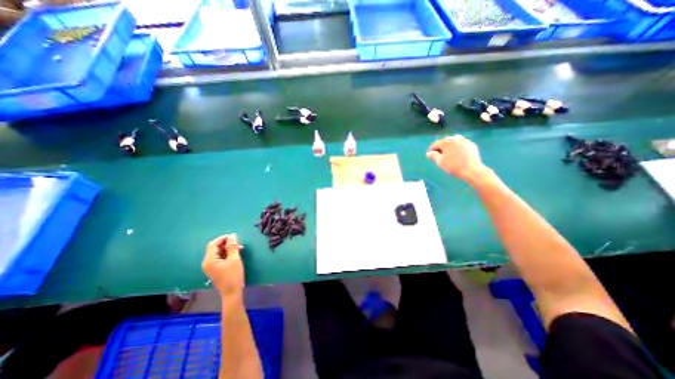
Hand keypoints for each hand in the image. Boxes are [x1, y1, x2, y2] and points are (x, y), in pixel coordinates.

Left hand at [203, 235, 245, 297]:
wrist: (232, 293)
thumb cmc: (233, 276)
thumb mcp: (234, 259)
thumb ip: (232, 246)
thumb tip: (232, 235)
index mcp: (209, 260)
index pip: (213, 244)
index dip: (223, 238)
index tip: (235, 236)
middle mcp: (207, 262)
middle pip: (214, 247)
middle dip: (226, 243)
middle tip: (238, 243)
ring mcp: (210, 267)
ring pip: (217, 252)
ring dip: (227, 248)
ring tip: (239, 248)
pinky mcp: (214, 269)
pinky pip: (219, 257)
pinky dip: (226, 254)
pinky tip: (235, 254)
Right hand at [426, 134, 490, 184]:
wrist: (471, 170)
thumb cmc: (453, 166)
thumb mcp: (440, 162)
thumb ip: (433, 156)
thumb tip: (428, 153)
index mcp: (446, 142)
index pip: (435, 144)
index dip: (431, 150)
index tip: (430, 156)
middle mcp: (455, 138)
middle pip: (445, 141)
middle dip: (441, 147)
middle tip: (439, 155)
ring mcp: (465, 140)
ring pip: (454, 141)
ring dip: (450, 146)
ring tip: (449, 154)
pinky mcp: (471, 145)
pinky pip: (462, 144)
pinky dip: (458, 148)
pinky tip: (458, 155)